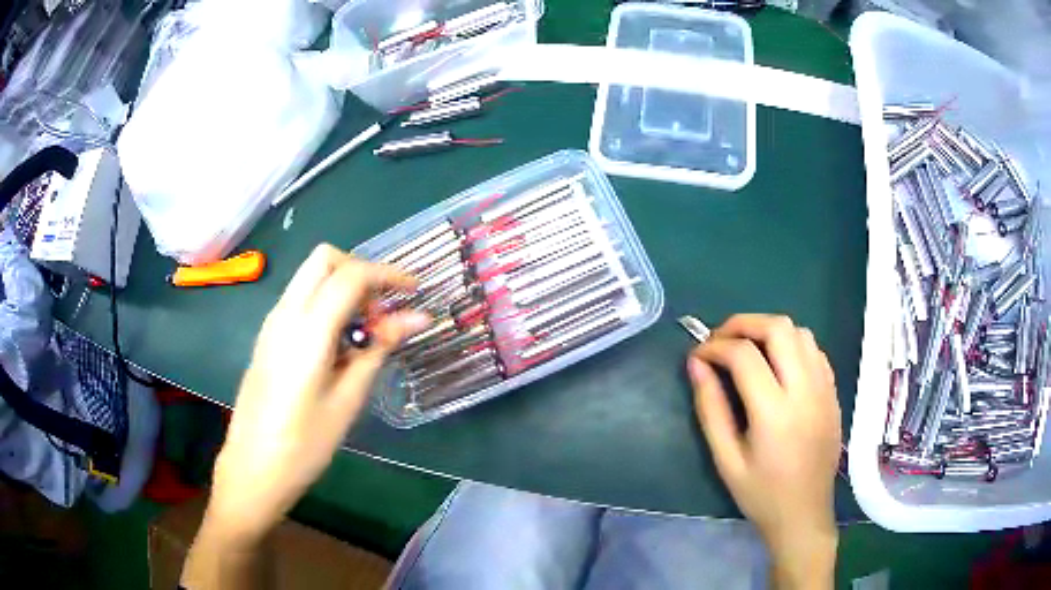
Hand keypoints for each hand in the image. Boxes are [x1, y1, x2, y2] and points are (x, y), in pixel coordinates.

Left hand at [207, 244, 430, 543]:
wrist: (253, 468)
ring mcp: (272, 322)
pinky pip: (300, 298)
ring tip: (365, 332)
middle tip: (383, 309)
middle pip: (325, 259)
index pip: (351, 275)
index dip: (388, 274)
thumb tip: (416, 318)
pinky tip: (339, 344)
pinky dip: (326, 302)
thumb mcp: (347, 399)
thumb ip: (378, 349)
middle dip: (360, 271)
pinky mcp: (267, 336)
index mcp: (307, 330)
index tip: (414, 290)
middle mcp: (285, 314)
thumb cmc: (304, 444)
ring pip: (311, 276)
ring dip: (343, 286)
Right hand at [687, 314, 840, 588]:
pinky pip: (815, 350)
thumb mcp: (725, 459)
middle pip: (778, 328)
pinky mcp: (833, 392)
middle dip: (743, 324)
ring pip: (800, 332)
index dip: (714, 346)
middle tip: (720, 340)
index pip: (743, 355)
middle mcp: (805, 390)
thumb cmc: (761, 494)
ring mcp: (825, 388)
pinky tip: (777, 364)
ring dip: (769, 331)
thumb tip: (696, 365)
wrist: (804, 514)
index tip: (697, 356)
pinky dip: (792, 344)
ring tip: (748, 349)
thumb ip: (710, 408)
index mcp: (775, 412)